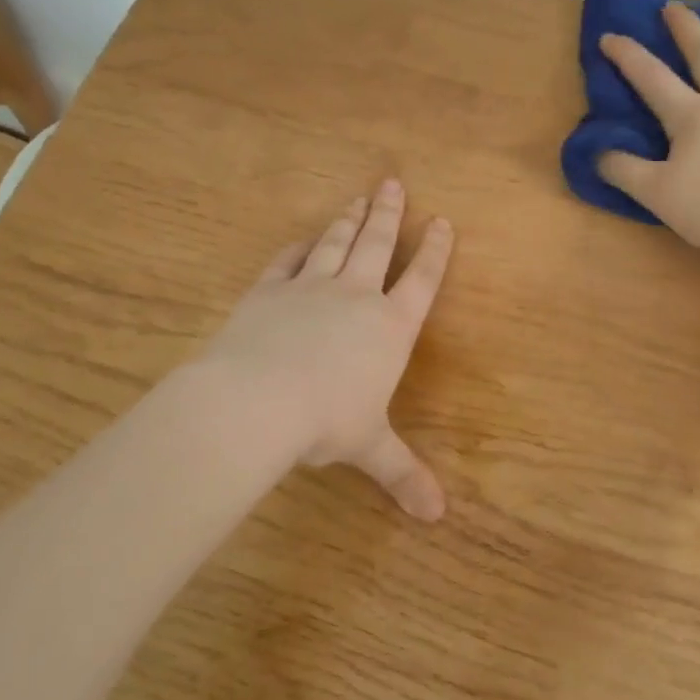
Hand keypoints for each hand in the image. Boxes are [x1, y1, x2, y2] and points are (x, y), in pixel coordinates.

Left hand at [200, 180, 454, 519]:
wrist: (257, 400)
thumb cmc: (326, 422)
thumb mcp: (370, 448)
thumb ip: (403, 474)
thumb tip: (437, 517)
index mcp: (390, 327)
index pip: (422, 281)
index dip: (435, 252)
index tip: (443, 222)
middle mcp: (356, 297)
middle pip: (378, 245)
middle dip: (389, 214)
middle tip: (393, 183)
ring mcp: (310, 288)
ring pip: (336, 244)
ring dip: (349, 220)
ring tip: (359, 198)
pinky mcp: (269, 290)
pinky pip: (289, 261)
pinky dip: (299, 247)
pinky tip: (305, 239)